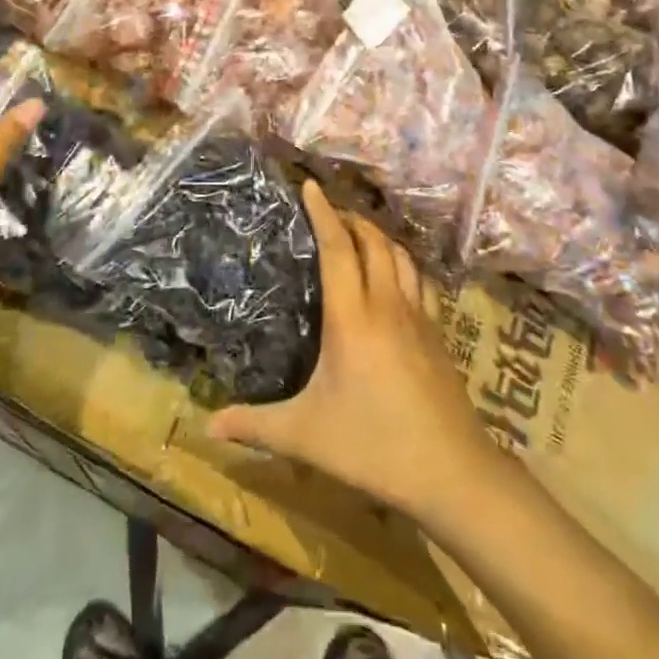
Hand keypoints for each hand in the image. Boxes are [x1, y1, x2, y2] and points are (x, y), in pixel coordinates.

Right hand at [206, 183, 502, 521]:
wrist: (452, 472)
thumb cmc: (373, 446)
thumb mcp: (305, 435)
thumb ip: (255, 425)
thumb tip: (206, 426)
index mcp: (352, 317)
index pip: (337, 248)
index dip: (322, 213)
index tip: (310, 185)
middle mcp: (386, 304)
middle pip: (372, 241)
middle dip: (350, 218)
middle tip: (329, 212)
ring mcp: (417, 316)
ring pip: (401, 256)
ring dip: (379, 236)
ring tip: (360, 234)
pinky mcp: (438, 333)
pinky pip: (420, 280)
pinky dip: (403, 263)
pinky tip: (397, 275)